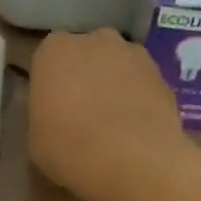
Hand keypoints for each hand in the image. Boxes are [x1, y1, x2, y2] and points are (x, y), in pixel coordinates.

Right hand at [28, 29, 184, 200]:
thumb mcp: (36, 136)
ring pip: (118, 66)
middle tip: (80, 111)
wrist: (133, 159)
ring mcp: (134, 54)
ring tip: (112, 123)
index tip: (51, 105)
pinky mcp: (164, 75)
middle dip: (85, 75)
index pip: (49, 57)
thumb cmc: (68, 147)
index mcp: (55, 51)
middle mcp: (95, 41)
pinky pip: (142, 84)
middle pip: (87, 54)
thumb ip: (45, 113)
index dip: (52, 80)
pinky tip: (135, 130)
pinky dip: (138, 100)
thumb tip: (57, 115)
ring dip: (114, 85)